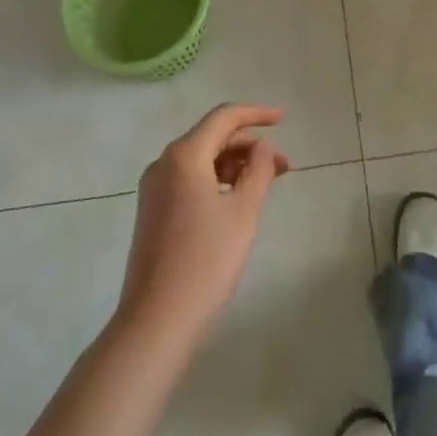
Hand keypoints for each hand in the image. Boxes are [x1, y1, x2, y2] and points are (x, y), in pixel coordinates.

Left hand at [118, 104, 290, 346]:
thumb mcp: (243, 212)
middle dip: (249, 146)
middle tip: (283, 167)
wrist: (156, 322)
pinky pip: (189, 180)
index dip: (256, 114)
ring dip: (234, 165)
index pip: (224, 117)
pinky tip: (236, 201)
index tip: (284, 119)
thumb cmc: (206, 261)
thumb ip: (258, 170)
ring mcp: (154, 188)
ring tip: (265, 185)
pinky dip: (216, 181)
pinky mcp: (153, 211)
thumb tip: (263, 147)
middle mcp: (164, 163)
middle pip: (212, 137)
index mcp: (184, 155)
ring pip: (201, 160)